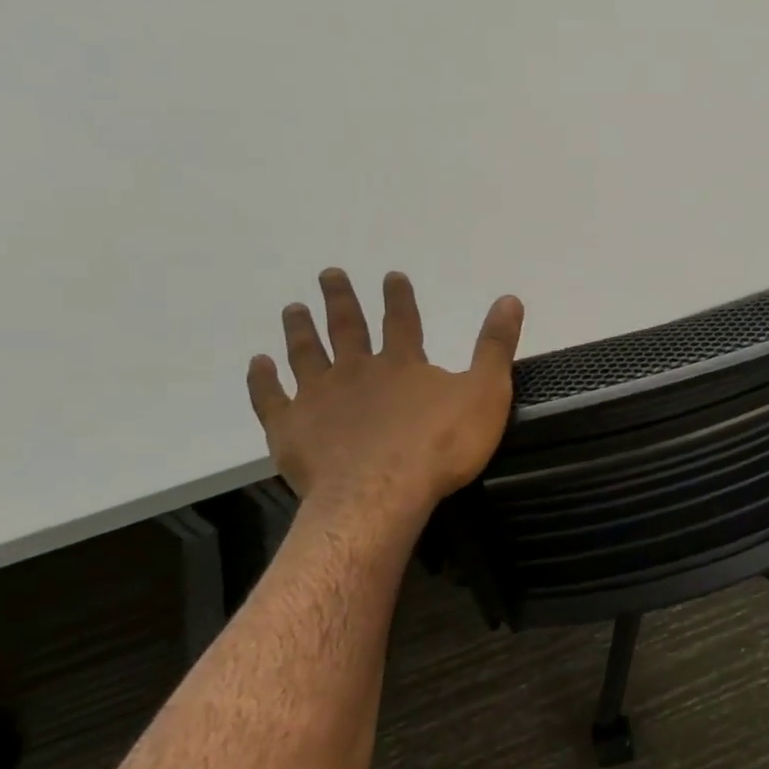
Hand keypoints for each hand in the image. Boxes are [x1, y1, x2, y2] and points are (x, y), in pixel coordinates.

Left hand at [247, 269, 523, 518]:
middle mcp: (356, 370)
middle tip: (329, 274)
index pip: (401, 320)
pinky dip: (262, 380)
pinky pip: (270, 399)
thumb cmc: (440, 446)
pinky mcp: (291, 428)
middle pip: (346, 328)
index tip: (390, 275)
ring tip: (293, 308)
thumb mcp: (485, 394)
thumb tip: (510, 299)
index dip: (398, 297)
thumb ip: (495, 347)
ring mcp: (319, 398)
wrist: (382, 494)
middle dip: (340, 300)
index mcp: (402, 363)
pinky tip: (258, 364)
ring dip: (300, 330)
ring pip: (305, 355)